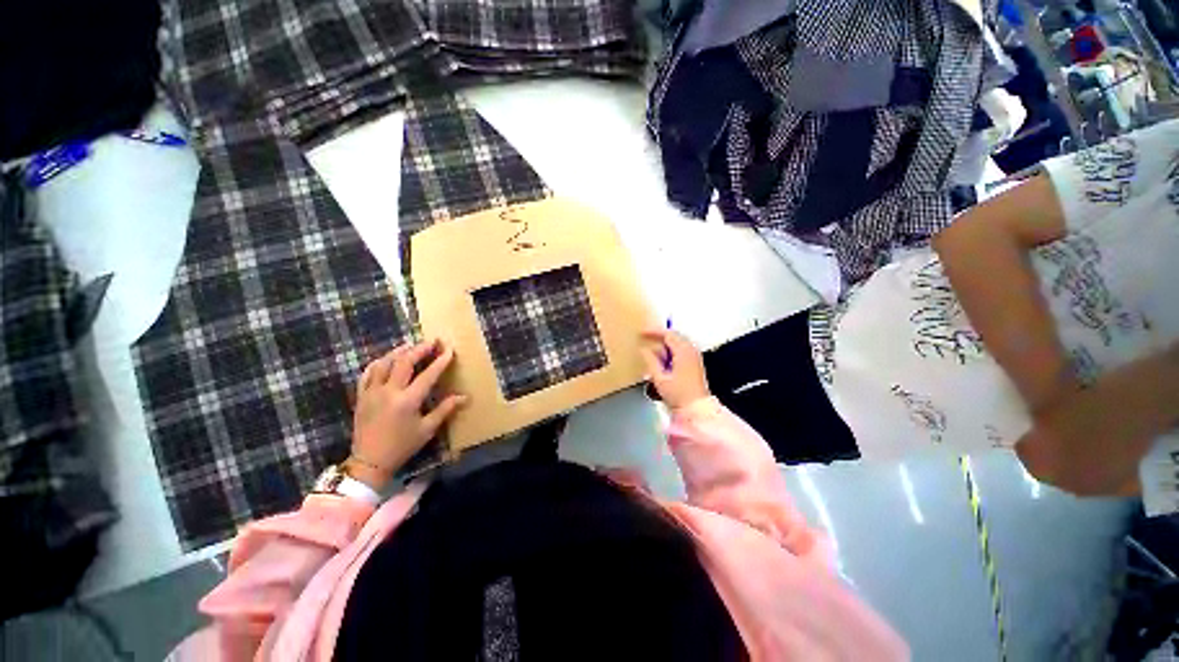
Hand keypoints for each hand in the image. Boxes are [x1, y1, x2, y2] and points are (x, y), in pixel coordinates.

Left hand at [348, 339, 466, 489]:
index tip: (450, 350)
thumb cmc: (402, 446)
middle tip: (432, 341)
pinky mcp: (361, 396)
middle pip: (404, 362)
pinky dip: (378, 363)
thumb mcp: (427, 429)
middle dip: (420, 349)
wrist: (368, 461)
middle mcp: (389, 392)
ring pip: (384, 363)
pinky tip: (386, 359)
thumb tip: (464, 397)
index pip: (428, 375)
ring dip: (399, 352)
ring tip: (411, 345)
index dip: (440, 361)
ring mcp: (372, 392)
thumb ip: (445, 410)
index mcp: (407, 401)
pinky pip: (368, 373)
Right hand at [640, 328, 709, 409]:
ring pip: (678, 341)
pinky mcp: (695, 362)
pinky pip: (682, 348)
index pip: (668, 334)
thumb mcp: (660, 378)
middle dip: (659, 335)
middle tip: (645, 336)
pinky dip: (671, 348)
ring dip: (665, 342)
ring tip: (652, 346)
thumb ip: (651, 361)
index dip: (653, 331)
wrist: (697, 408)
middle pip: (674, 335)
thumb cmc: (678, 394)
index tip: (641, 332)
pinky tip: (663, 356)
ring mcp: (695, 356)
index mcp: (683, 351)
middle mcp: (691, 350)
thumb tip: (644, 349)